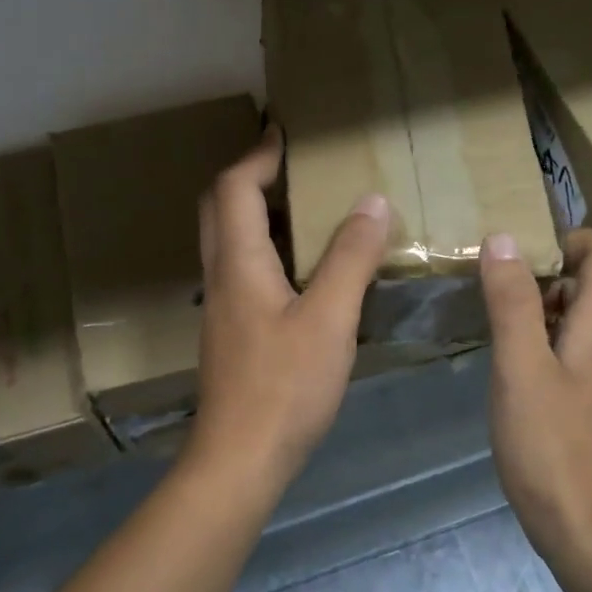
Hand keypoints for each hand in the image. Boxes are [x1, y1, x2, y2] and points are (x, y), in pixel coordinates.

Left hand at [184, 127, 389, 491]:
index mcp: (238, 263)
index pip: (235, 188)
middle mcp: (220, 278)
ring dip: (257, 213)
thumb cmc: (284, 387)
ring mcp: (222, 309)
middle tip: (291, 166)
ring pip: (229, 242)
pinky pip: (243, 272)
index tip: (285, 132)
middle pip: (220, 209)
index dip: (258, 155)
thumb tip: (372, 202)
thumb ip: (350, 259)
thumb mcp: (330, 319)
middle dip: (250, 177)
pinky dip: (267, 250)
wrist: (240, 459)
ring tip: (304, 208)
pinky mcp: (232, 334)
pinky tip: (303, 269)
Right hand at [480, 228, 591, 573]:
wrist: (589, 530)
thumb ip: (511, 303)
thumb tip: (503, 239)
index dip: (570, 238)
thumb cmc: (552, 447)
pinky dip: (540, 341)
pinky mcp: (588, 402)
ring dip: (539, 306)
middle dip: (545, 271)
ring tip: (492, 320)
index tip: (520, 255)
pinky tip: (506, 366)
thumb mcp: (520, 369)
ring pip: (578, 316)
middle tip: (495, 286)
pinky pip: (569, 349)